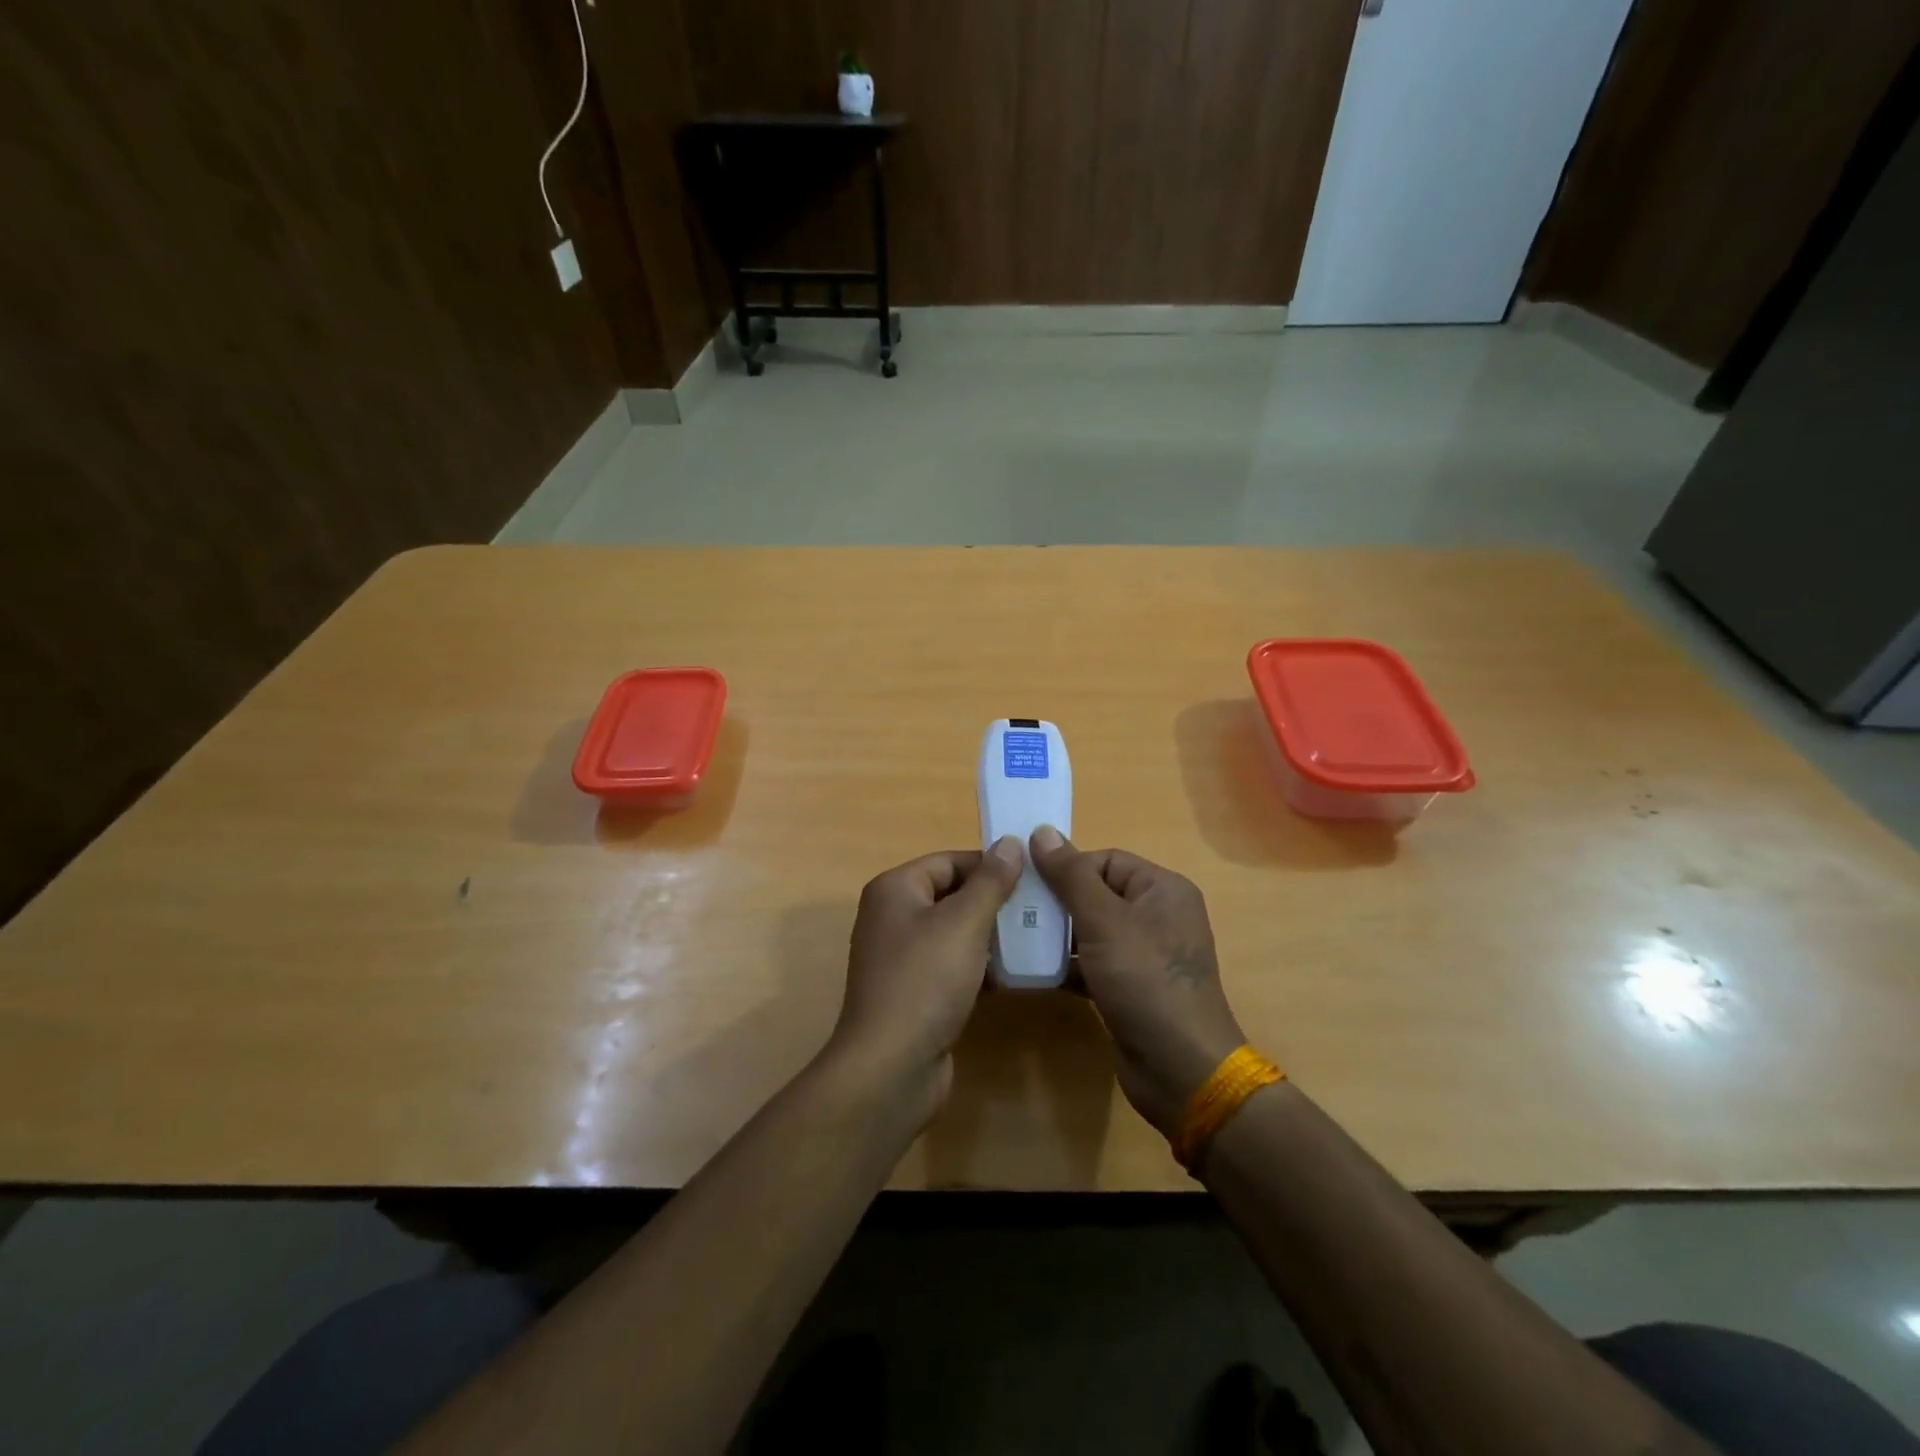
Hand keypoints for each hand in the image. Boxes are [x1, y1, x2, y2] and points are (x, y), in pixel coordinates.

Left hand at [828, 837, 1023, 1107]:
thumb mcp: (964, 923)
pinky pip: (952, 965)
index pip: (949, 860)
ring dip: (991, 934)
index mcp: (895, 889)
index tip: (1034, 877)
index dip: (990, 865)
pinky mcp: (914, 991)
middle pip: (952, 894)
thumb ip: (990, 881)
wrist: (891, 1067)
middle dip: (995, 901)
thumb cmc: (925, 981)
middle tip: (1040, 908)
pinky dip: (980, 965)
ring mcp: (901, 957)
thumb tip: (1009, 842)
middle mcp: (893, 916)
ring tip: (1035, 937)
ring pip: (955, 932)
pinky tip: (1015, 974)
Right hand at [1029, 827, 1246, 1137]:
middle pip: (1096, 893)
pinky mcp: (1131, 987)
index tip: (1027, 883)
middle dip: (1057, 902)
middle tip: (1014, 911)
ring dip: (1057, 934)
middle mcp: (1158, 916)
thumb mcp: (1104, 922)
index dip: (1067, 868)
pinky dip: (1067, 965)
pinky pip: (1093, 962)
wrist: (1181, 1070)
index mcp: (1162, 890)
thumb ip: (1071, 876)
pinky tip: (1034, 971)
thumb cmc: (1145, 982)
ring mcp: (1145, 955)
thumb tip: (1042, 831)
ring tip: (1016, 938)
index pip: (1106, 860)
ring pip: (1091, 930)